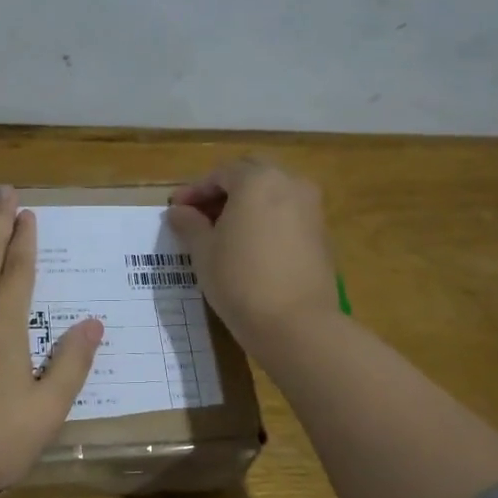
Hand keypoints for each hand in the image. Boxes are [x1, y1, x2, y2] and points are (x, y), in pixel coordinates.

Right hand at [167, 158, 337, 350]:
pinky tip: (249, 245)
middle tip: (199, 216)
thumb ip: (190, 224)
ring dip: (246, 205)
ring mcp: (311, 207)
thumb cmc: (240, 280)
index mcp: (258, 180)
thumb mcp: (204, 252)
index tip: (177, 210)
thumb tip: (178, 211)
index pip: (220, 173)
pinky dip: (266, 220)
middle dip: (223, 192)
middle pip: (251, 176)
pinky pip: (287, 214)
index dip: (195, 190)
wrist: (296, 323)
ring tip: (223, 232)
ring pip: (272, 194)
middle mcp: (290, 183)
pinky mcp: (321, 233)